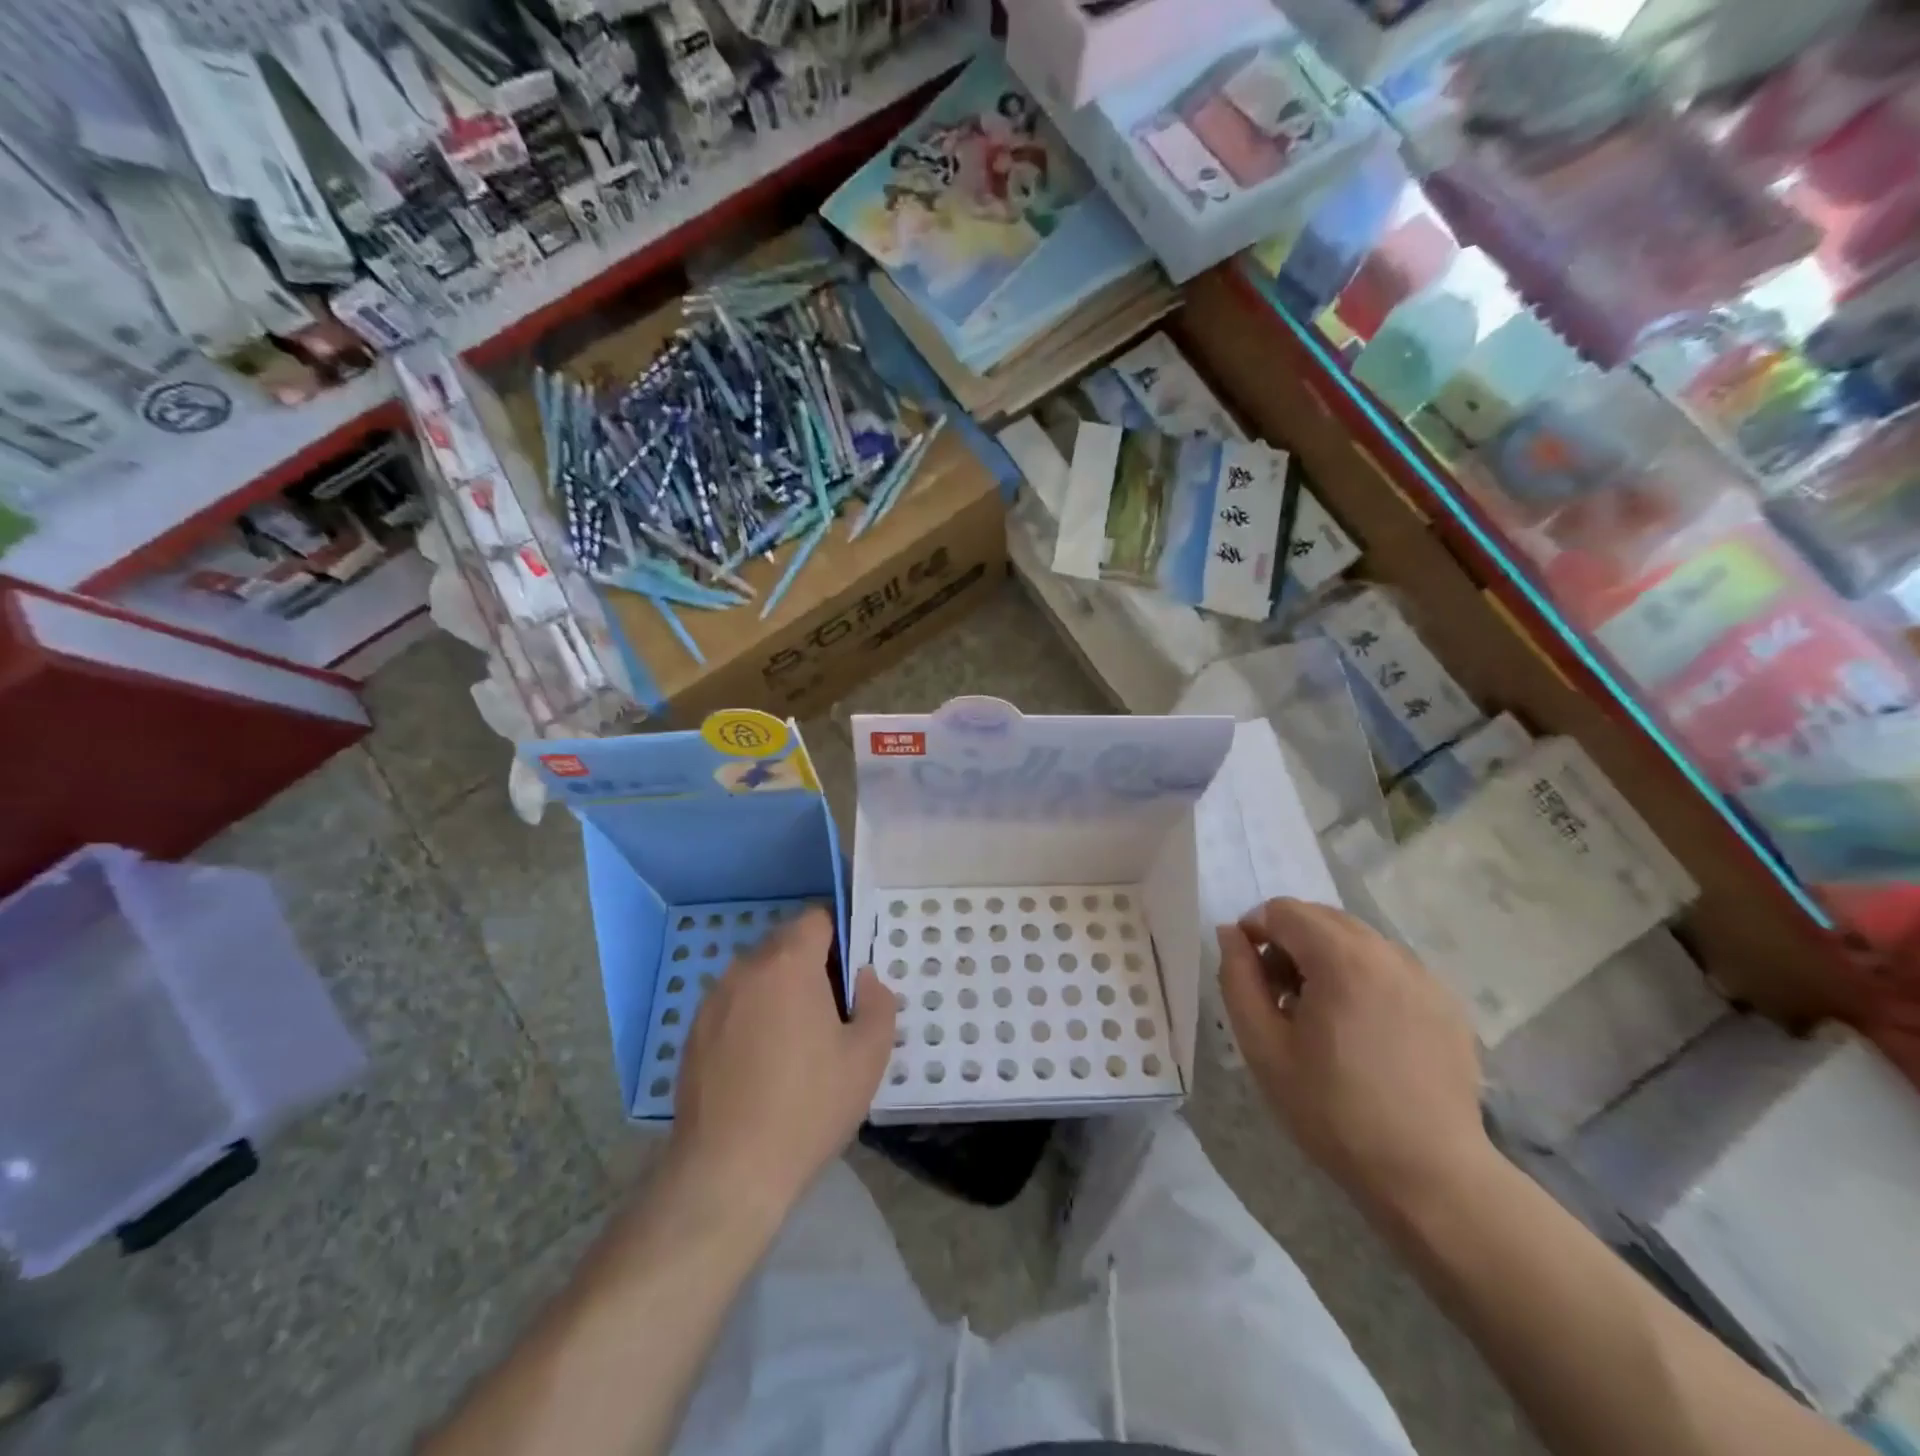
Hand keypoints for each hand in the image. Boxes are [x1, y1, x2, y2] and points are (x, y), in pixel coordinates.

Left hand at [669, 908, 894, 1226]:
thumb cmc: (808, 1107)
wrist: (727, 1174)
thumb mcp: (868, 1057)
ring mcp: (713, 1001)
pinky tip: (763, 1066)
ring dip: (781, 992)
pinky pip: (734, 1006)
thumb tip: (863, 979)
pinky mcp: (693, 1034)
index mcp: (788, 964)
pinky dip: (753, 1018)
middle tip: (834, 1013)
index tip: (853, 972)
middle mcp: (745, 969)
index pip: (816, 917)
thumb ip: (877, 1002)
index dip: (840, 936)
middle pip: (786, 945)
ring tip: (798, 1044)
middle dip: (813, 965)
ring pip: (758, 976)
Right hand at [1216, 899, 1488, 1211]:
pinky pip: (1390, 968)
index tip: (1251, 978)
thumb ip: (1238, 978)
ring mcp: (1424, 977)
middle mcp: (1387, 952)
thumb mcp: (1263, 1045)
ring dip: (1326, 958)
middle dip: (1290, 943)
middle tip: (1281, 999)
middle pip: (1321, 918)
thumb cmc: (1333, 1111)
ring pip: (1357, 940)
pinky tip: (1363, 1032)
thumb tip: (1231, 934)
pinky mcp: (1447, 1003)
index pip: (1282, 910)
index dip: (1254, 933)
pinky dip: (1363, 978)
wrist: (1429, 1176)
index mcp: (1342, 957)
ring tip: (1321, 1016)